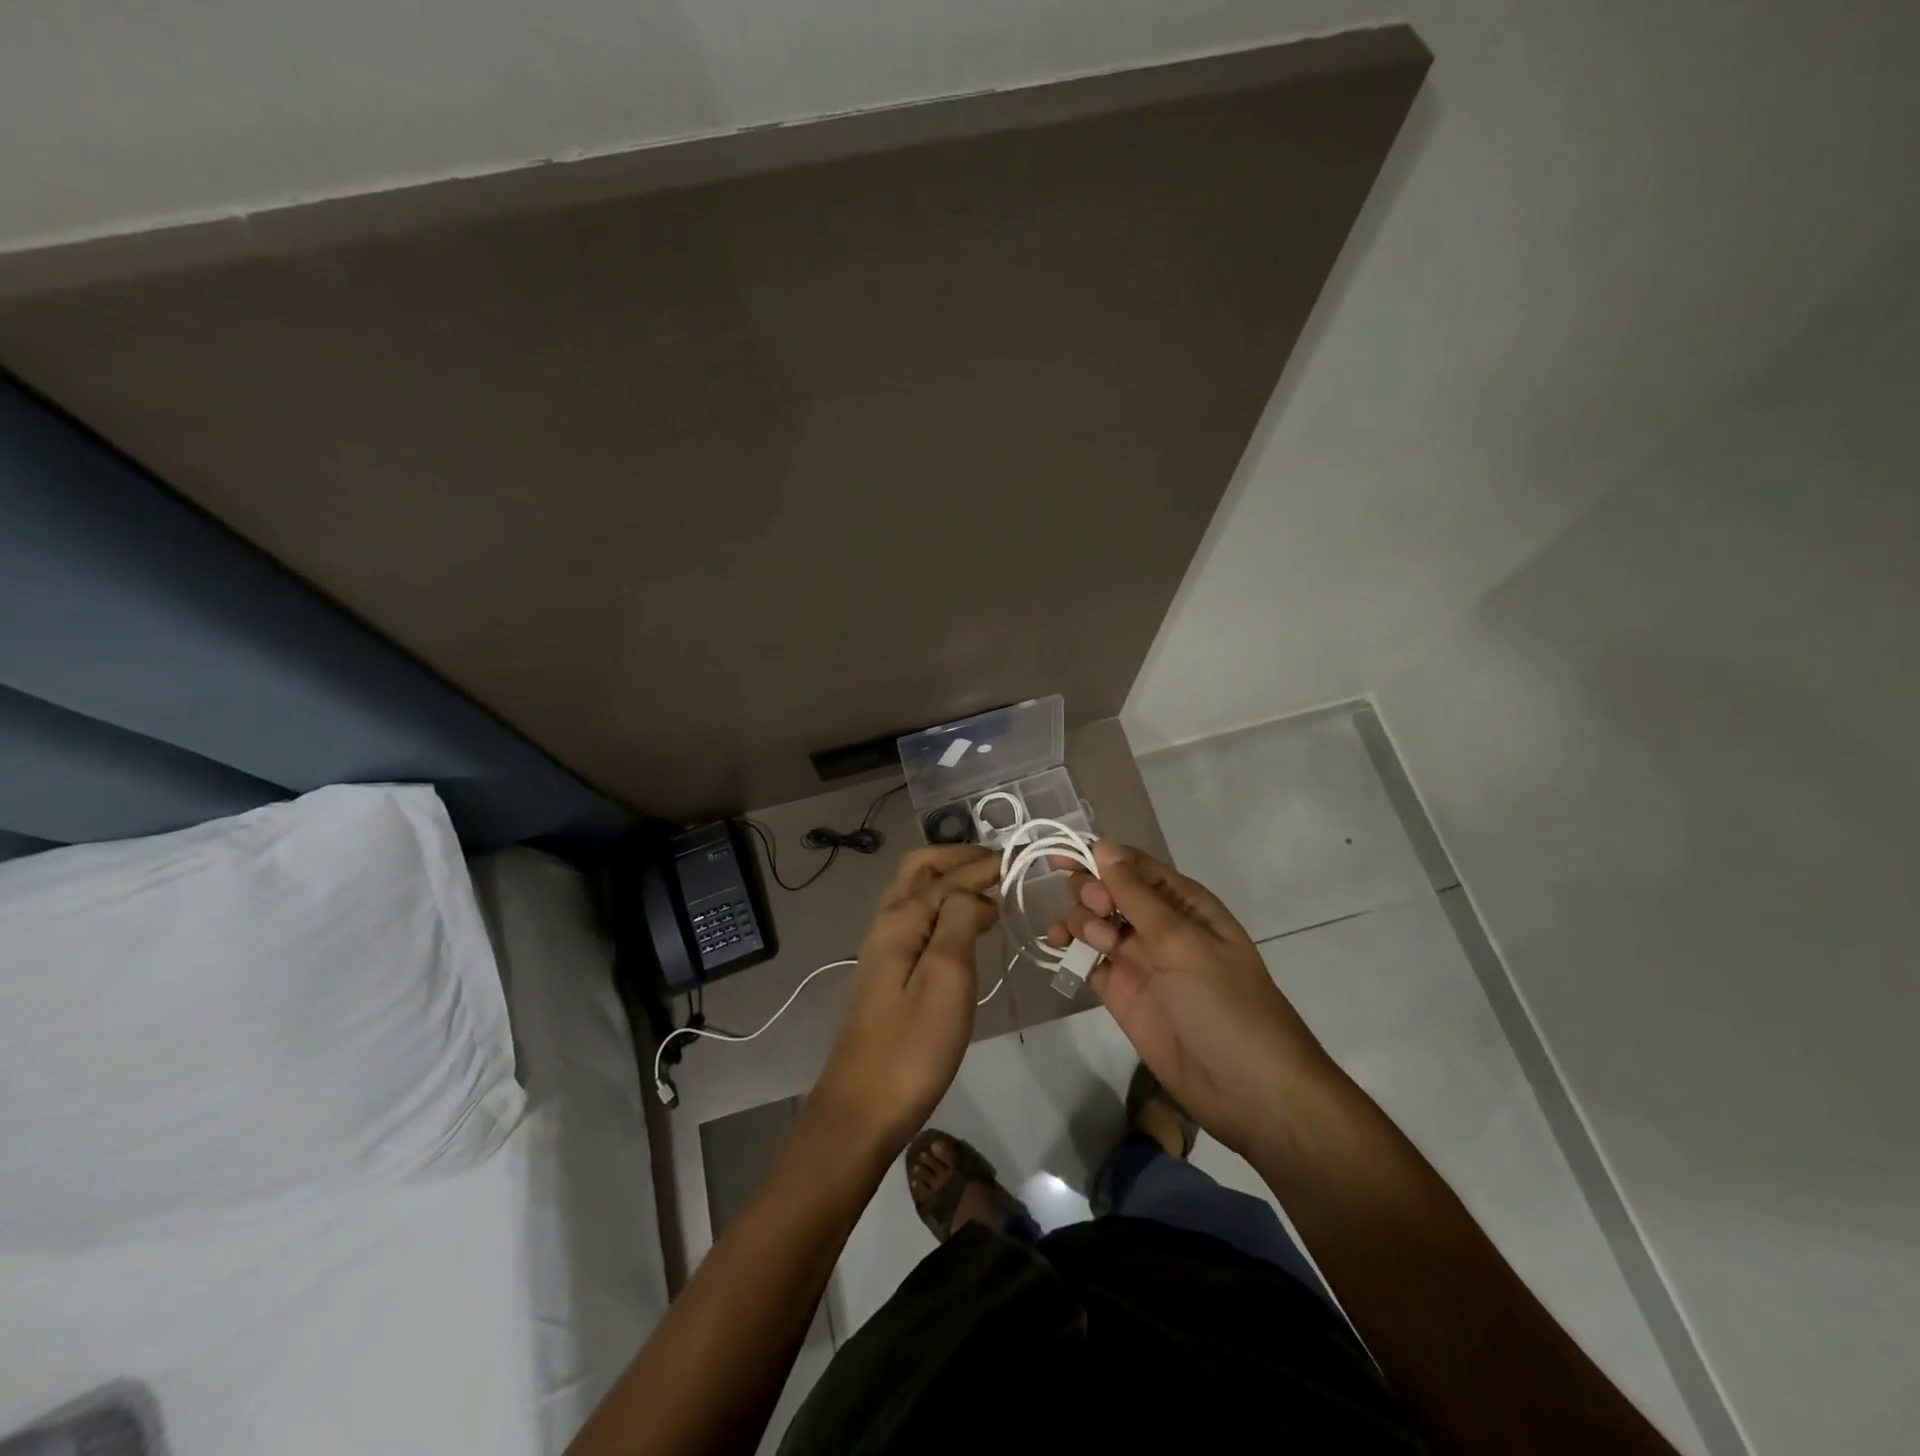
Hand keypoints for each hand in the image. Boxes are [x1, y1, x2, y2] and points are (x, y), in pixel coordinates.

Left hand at [810, 845, 999, 1158]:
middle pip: (920, 870)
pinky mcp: (888, 973)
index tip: (1021, 861)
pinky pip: (917, 919)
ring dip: (949, 880)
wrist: (862, 1109)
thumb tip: (977, 893)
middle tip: (999, 866)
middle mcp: (887, 923)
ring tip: (989, 890)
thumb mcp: (946, 978)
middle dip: (958, 859)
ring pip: (915, 893)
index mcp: (901, 919)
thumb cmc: (912, 1046)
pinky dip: (942, 906)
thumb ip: (960, 921)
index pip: (949, 876)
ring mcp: (884, 949)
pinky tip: (964, 927)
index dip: (985, 866)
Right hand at [1048, 840, 1337, 1157]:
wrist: (1250, 1091)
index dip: (1096, 856)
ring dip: (1081, 921)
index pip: (1134, 866)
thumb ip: (1137, 896)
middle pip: (1109, 891)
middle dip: (1091, 891)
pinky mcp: (1123, 995)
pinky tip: (1058, 948)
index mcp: (1184, 904)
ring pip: (1095, 923)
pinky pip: (1090, 961)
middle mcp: (1160, 926)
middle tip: (1096, 910)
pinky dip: (1072, 951)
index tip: (1058, 857)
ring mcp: (1140, 961)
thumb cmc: (1225, 1003)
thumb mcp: (1182, 942)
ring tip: (1090, 941)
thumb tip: (1103, 846)